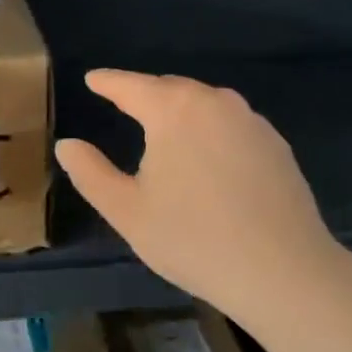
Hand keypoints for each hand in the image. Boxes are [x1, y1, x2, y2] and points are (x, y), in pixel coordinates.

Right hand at [54, 70, 351, 330]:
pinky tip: (208, 157)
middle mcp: (214, 101)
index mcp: (173, 110)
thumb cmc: (193, 239)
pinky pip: (230, 123)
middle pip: (170, 88)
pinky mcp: (276, 143)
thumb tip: (67, 145)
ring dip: (180, 111)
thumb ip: (91, 173)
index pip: (130, 85)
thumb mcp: (127, 211)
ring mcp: (251, 120)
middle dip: (145, 94)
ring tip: (164, 131)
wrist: (284, 272)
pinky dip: (210, 129)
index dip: (108, 82)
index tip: (92, 79)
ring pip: (204, 104)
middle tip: (124, 106)